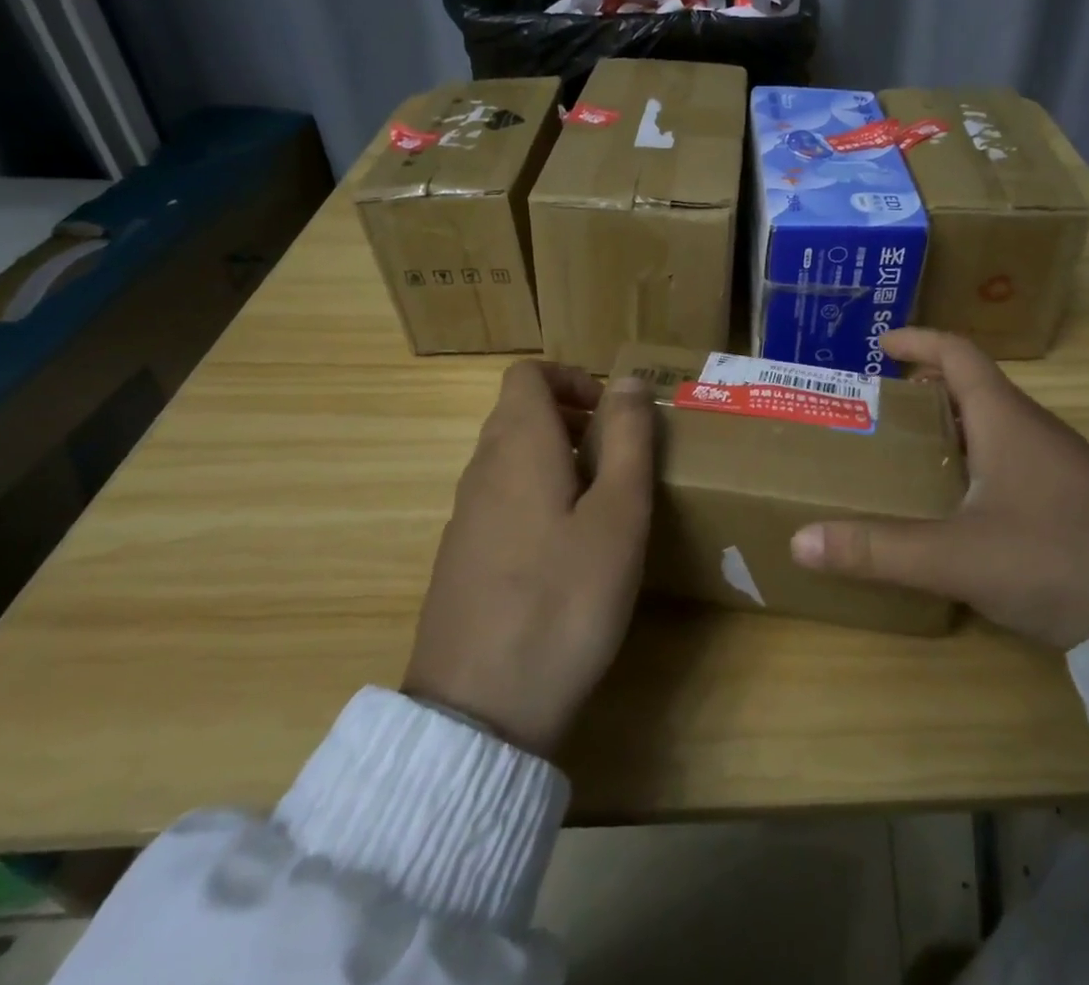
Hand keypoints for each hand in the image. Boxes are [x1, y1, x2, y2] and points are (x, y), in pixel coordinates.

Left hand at [404, 363, 653, 757]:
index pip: (527, 375)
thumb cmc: (564, 599)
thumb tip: (627, 380)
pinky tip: (566, 550)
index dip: (571, 377)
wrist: (480, 712)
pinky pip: (501, 499)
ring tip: (602, 502)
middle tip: (619, 455)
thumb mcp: (618, 514)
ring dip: (556, 457)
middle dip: (571, 416)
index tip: (611, 412)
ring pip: (510, 457)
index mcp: (517, 447)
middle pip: (518, 413)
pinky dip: (536, 495)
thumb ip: (626, 439)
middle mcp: (481, 471)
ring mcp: (465, 518)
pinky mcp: (461, 559)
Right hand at [790, 329, 1088, 648]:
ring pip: (998, 428)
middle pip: (976, 388)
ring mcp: (1064, 468)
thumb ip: (879, 549)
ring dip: (955, 429)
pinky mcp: (1080, 504)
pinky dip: (980, 464)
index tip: (881, 343)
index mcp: (1007, 419)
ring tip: (912, 455)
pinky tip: (966, 509)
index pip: (958, 353)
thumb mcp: (958, 556)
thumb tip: (799, 541)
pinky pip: (1017, 463)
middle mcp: (1036, 431)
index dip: (918, 340)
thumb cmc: (1058, 559)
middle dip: (927, 389)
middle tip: (882, 408)